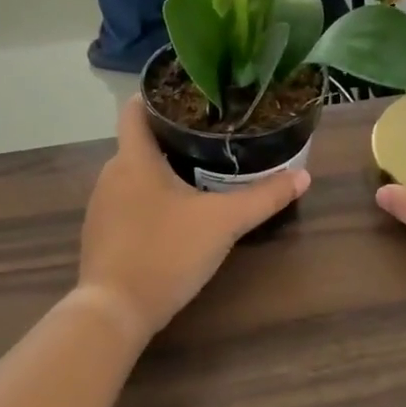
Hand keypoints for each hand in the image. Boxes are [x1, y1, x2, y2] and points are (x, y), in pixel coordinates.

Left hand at [77, 97, 309, 343]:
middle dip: (172, 137)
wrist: (115, 311)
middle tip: (212, 137)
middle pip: (139, 142)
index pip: (134, 108)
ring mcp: (101, 207)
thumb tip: (304, 176)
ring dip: (161, 172)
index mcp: (134, 159)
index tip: (190, 96)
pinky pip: (127, 203)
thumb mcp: (224, 223)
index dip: (157, 96)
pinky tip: (175, 216)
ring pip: (134, 175)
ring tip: (199, 173)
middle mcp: (110, 174)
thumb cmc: (167, 252)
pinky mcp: (101, 235)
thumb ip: (264, 198)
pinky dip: (149, 200)